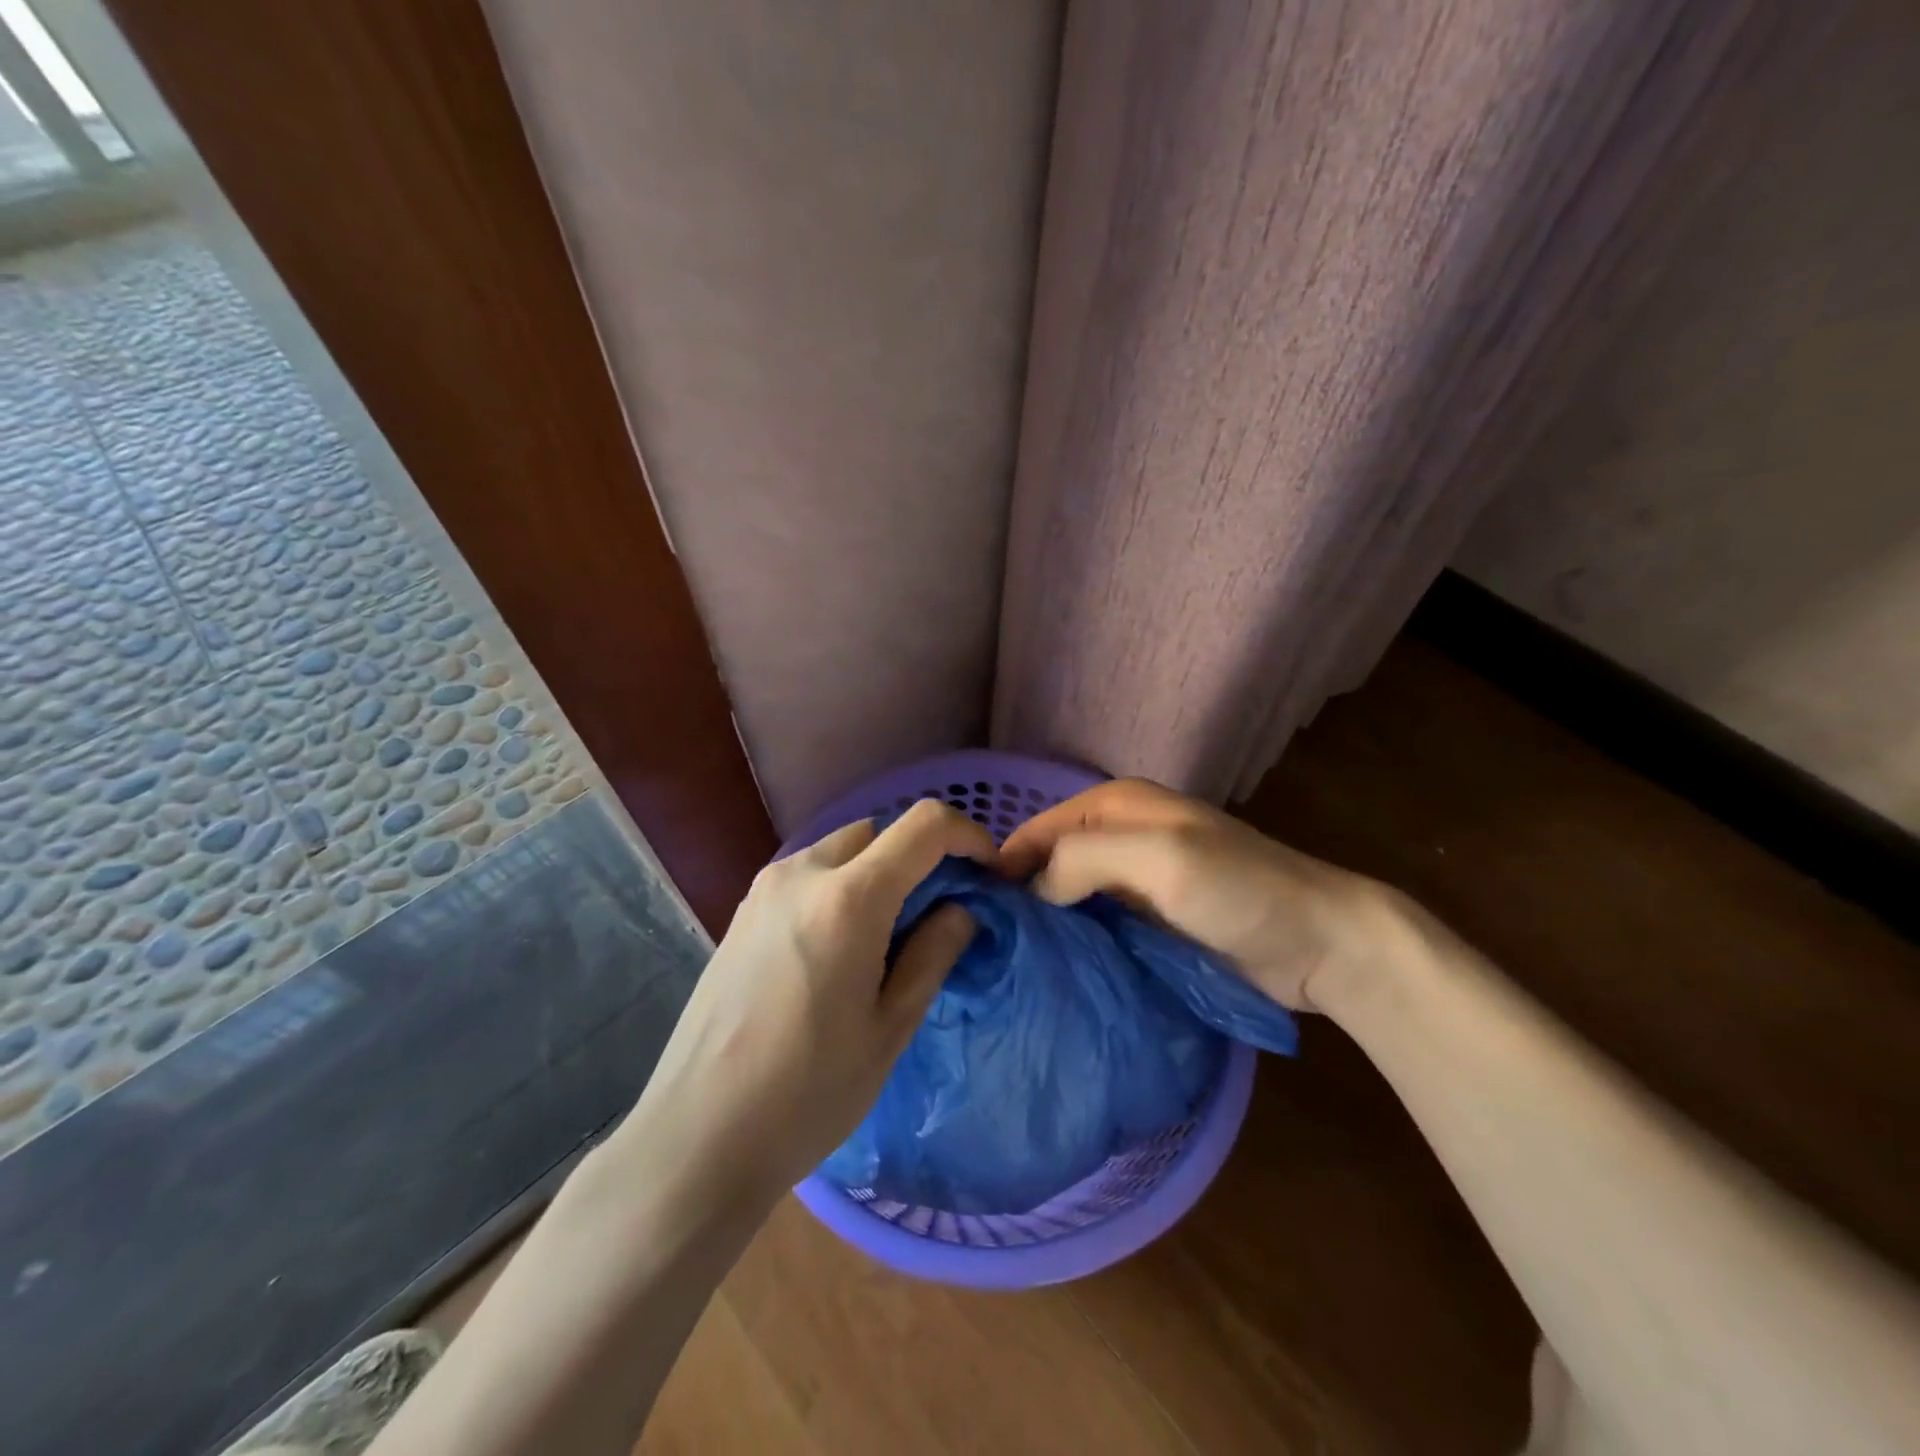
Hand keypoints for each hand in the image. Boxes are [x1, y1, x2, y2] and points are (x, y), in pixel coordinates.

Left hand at [611, 800, 992, 1213]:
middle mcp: (802, 873)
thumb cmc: (808, 1092)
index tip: (986, 875)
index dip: (968, 836)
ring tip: (888, 936)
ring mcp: (764, 889)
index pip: (924, 825)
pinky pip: (808, 875)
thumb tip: (961, 910)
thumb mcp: (891, 1027)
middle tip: (938, 914)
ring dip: (877, 871)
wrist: (697, 1138)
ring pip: (841, 850)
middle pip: (879, 832)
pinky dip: (840, 887)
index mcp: (849, 898)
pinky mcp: (742, 912)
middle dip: (919, 857)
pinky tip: (839, 948)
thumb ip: (934, 952)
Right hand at [1001, 778, 1408, 1011]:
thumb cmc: (1238, 888)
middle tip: (985, 947)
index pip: (1038, 829)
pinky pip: (1097, 925)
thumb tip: (1033, 892)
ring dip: (1046, 922)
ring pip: (1071, 895)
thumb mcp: (1159, 858)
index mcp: (1116, 806)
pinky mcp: (1152, 920)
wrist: (1320, 941)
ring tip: (1009, 966)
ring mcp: (1137, 880)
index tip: (971, 913)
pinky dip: (1076, 942)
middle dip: (1020, 895)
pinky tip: (1055, 972)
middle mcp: (1121, 836)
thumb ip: (1085, 860)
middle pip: (1051, 861)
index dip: (1003, 863)